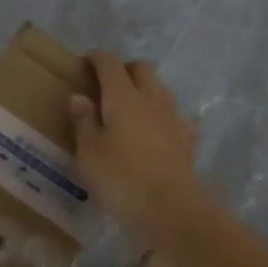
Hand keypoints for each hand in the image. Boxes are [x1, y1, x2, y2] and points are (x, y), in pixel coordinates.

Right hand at [70, 51, 203, 244]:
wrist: (170, 207)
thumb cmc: (120, 178)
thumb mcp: (88, 152)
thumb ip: (83, 121)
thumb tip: (79, 97)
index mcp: (122, 96)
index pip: (110, 63)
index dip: (97, 58)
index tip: (85, 62)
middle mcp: (151, 98)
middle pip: (142, 69)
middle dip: (125, 69)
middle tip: (107, 85)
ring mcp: (174, 117)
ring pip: (160, 89)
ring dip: (145, 91)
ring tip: (130, 110)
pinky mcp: (188, 139)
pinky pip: (175, 117)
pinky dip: (163, 118)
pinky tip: (157, 133)